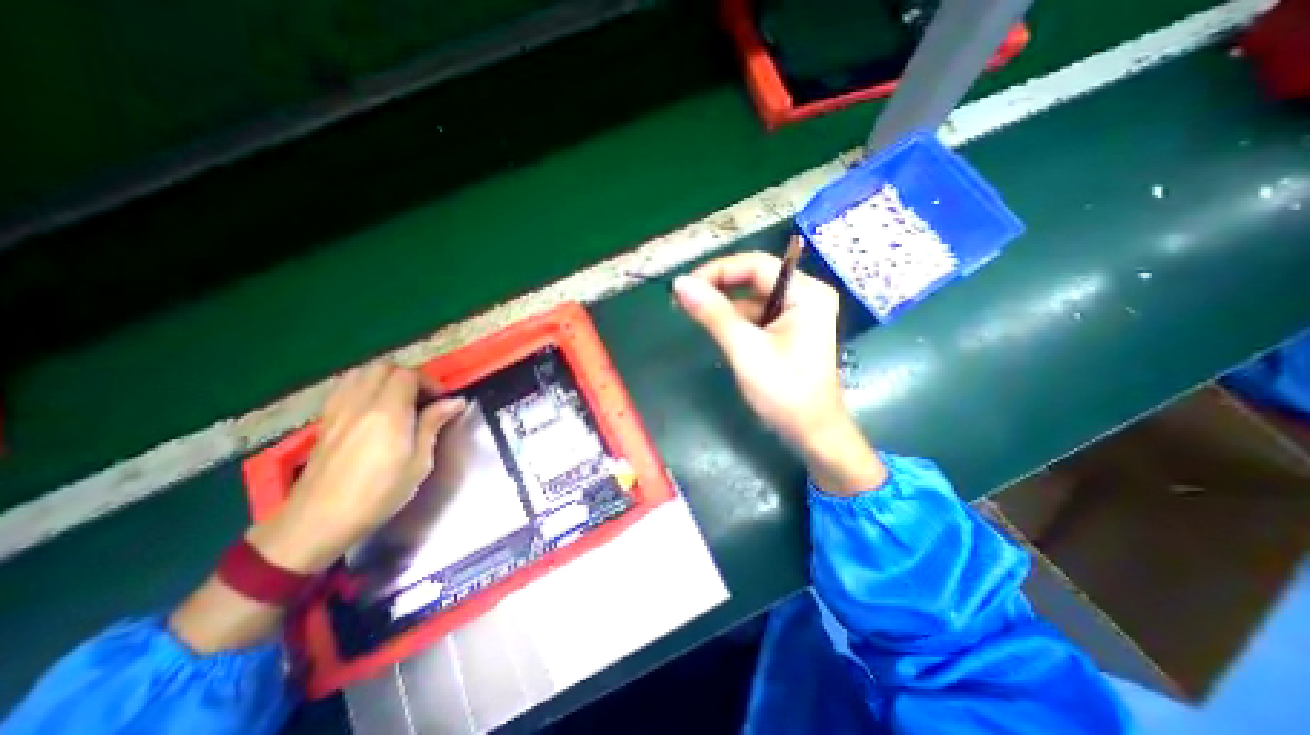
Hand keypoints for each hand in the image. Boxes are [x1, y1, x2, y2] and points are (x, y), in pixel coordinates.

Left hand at [248, 362, 468, 574]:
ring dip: (383, 378)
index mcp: (387, 412)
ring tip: (399, 400)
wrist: (318, 521)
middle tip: (422, 398)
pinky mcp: (325, 421)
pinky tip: (373, 408)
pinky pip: (344, 388)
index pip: (407, 375)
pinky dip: (363, 387)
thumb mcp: (419, 462)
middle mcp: (359, 403)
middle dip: (407, 376)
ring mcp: (337, 410)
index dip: (429, 382)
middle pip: (382, 368)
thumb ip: (433, 424)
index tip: (442, 401)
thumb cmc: (379, 493)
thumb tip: (455, 401)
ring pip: (360, 373)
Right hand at [674, 249, 877, 496]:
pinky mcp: (789, 328)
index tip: (685, 286)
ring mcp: (798, 312)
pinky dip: (734, 318)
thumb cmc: (785, 393)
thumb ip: (714, 314)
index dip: (717, 270)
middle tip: (684, 299)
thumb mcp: (746, 350)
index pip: (755, 264)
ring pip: (752, 296)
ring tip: (692, 312)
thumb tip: (681, 284)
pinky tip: (715, 328)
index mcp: (806, 293)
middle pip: (754, 277)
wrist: (811, 433)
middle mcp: (805, 295)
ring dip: (723, 303)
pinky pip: (756, 313)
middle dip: (718, 286)